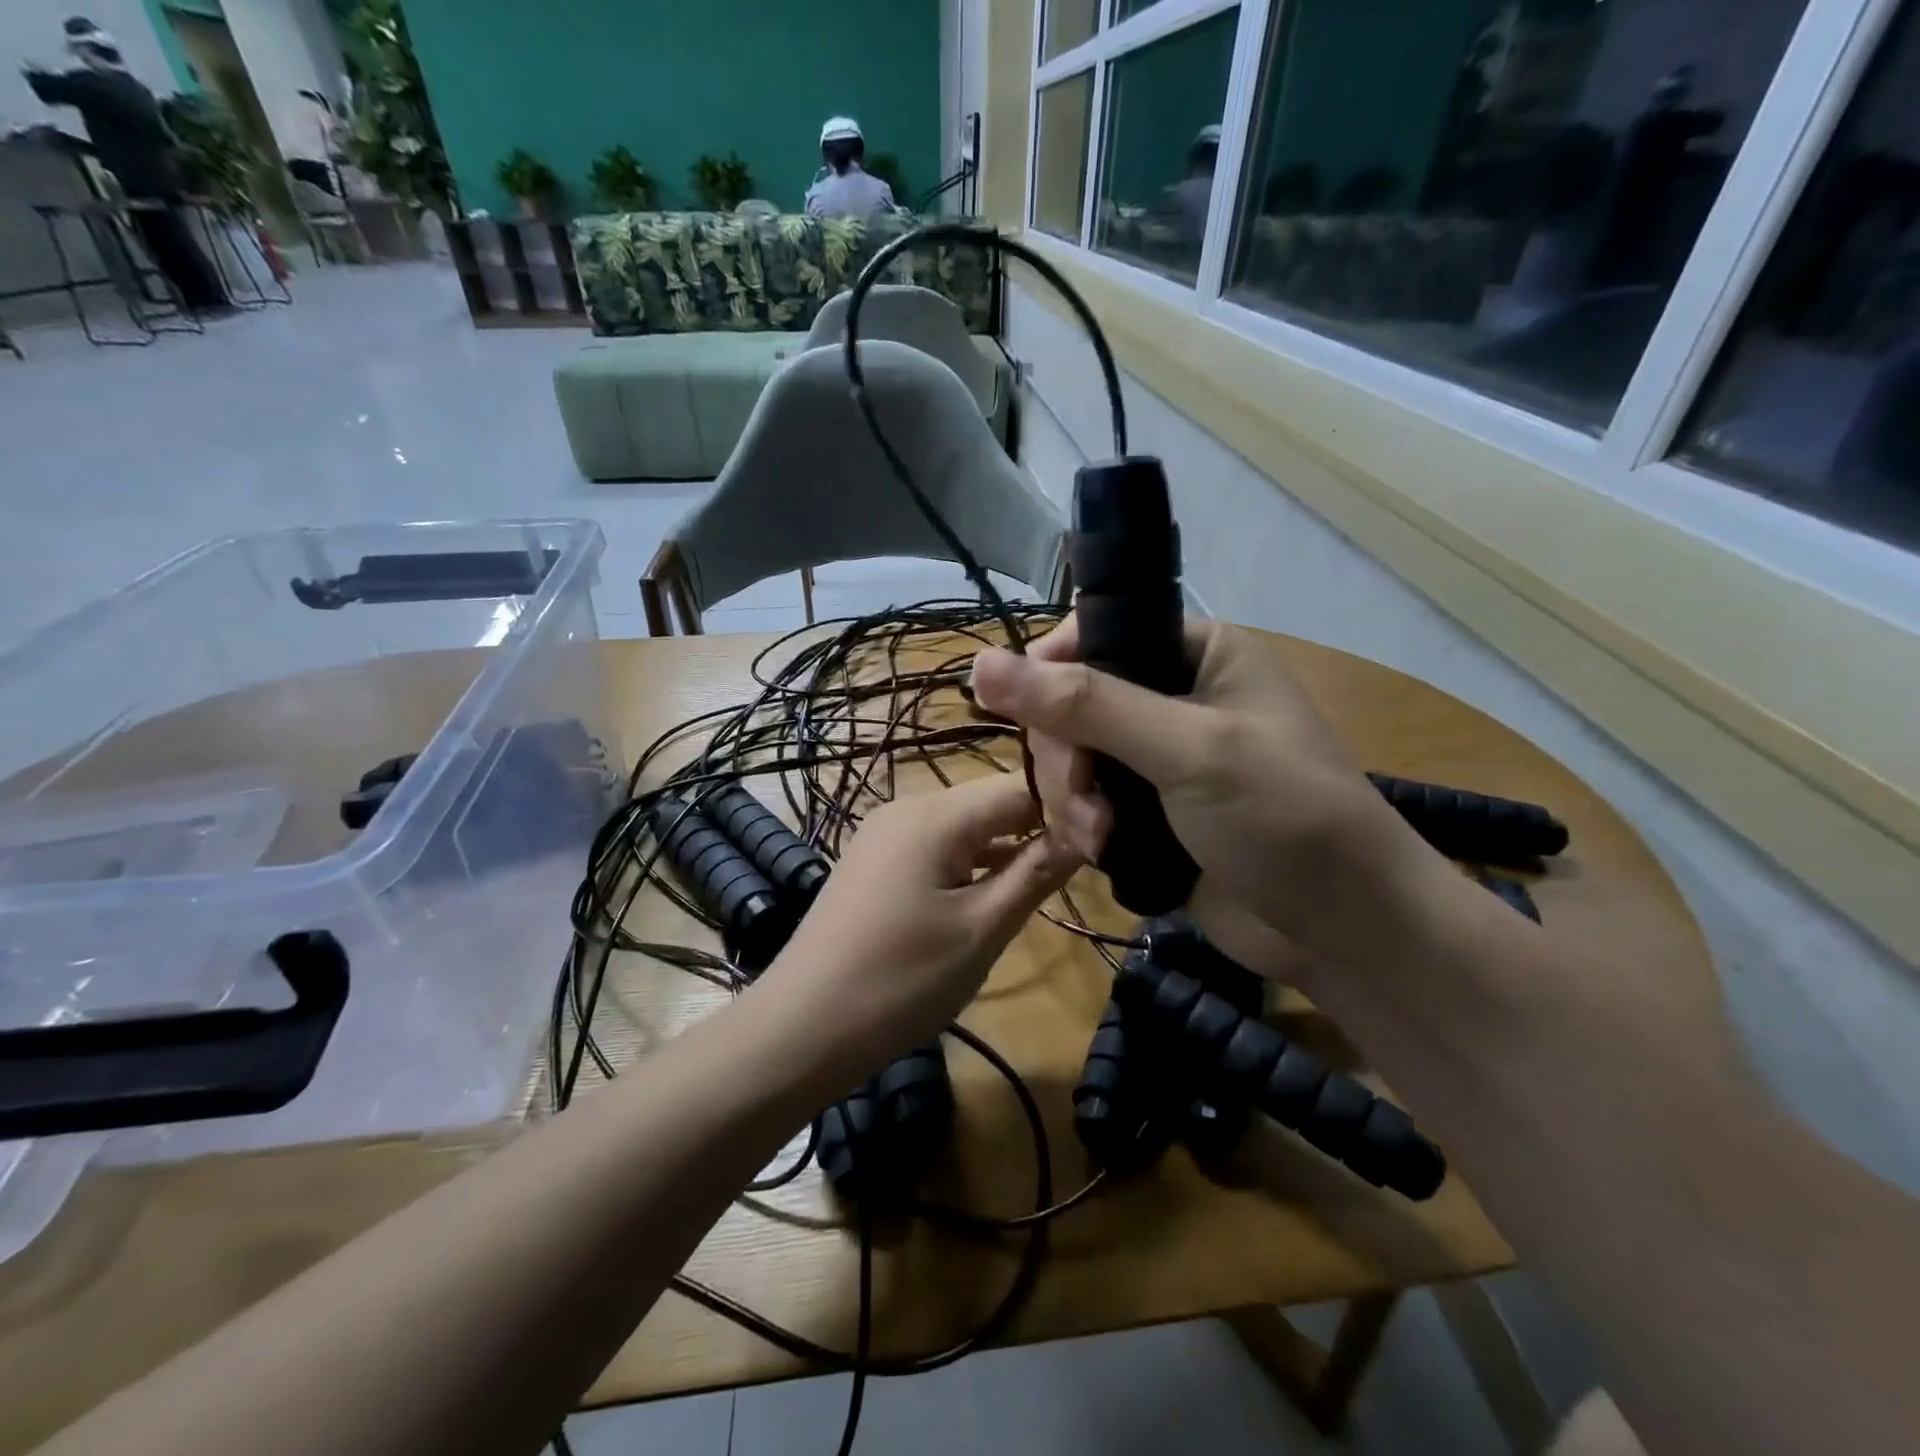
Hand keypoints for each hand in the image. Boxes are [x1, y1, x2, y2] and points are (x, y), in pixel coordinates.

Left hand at [763, 773, 1080, 1069]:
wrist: (802, 1028)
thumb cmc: (900, 980)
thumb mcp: (981, 929)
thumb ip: (1036, 872)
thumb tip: (1090, 827)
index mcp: (935, 814)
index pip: (1020, 786)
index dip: (1070, 801)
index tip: (1112, 828)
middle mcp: (909, 807)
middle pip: (992, 802)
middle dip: (1041, 823)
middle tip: (1092, 857)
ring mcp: (887, 835)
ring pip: (967, 827)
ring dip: (1009, 846)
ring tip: (1060, 870)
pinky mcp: (877, 863)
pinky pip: (939, 848)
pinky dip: (974, 863)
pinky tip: (1000, 888)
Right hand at [970, 616, 1448, 973]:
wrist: (1346, 931)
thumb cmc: (1286, 817)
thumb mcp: (1188, 749)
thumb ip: (1087, 705)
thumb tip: (980, 664)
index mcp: (1194, 652)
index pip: (1091, 637)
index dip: (1049, 675)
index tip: (1030, 722)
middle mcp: (1171, 696)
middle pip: (1070, 706)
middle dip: (1068, 759)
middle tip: (1087, 804)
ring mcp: (1156, 759)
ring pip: (1071, 760)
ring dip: (1073, 801)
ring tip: (1101, 841)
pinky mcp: (1146, 813)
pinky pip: (1085, 803)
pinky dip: (1082, 826)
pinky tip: (1099, 853)